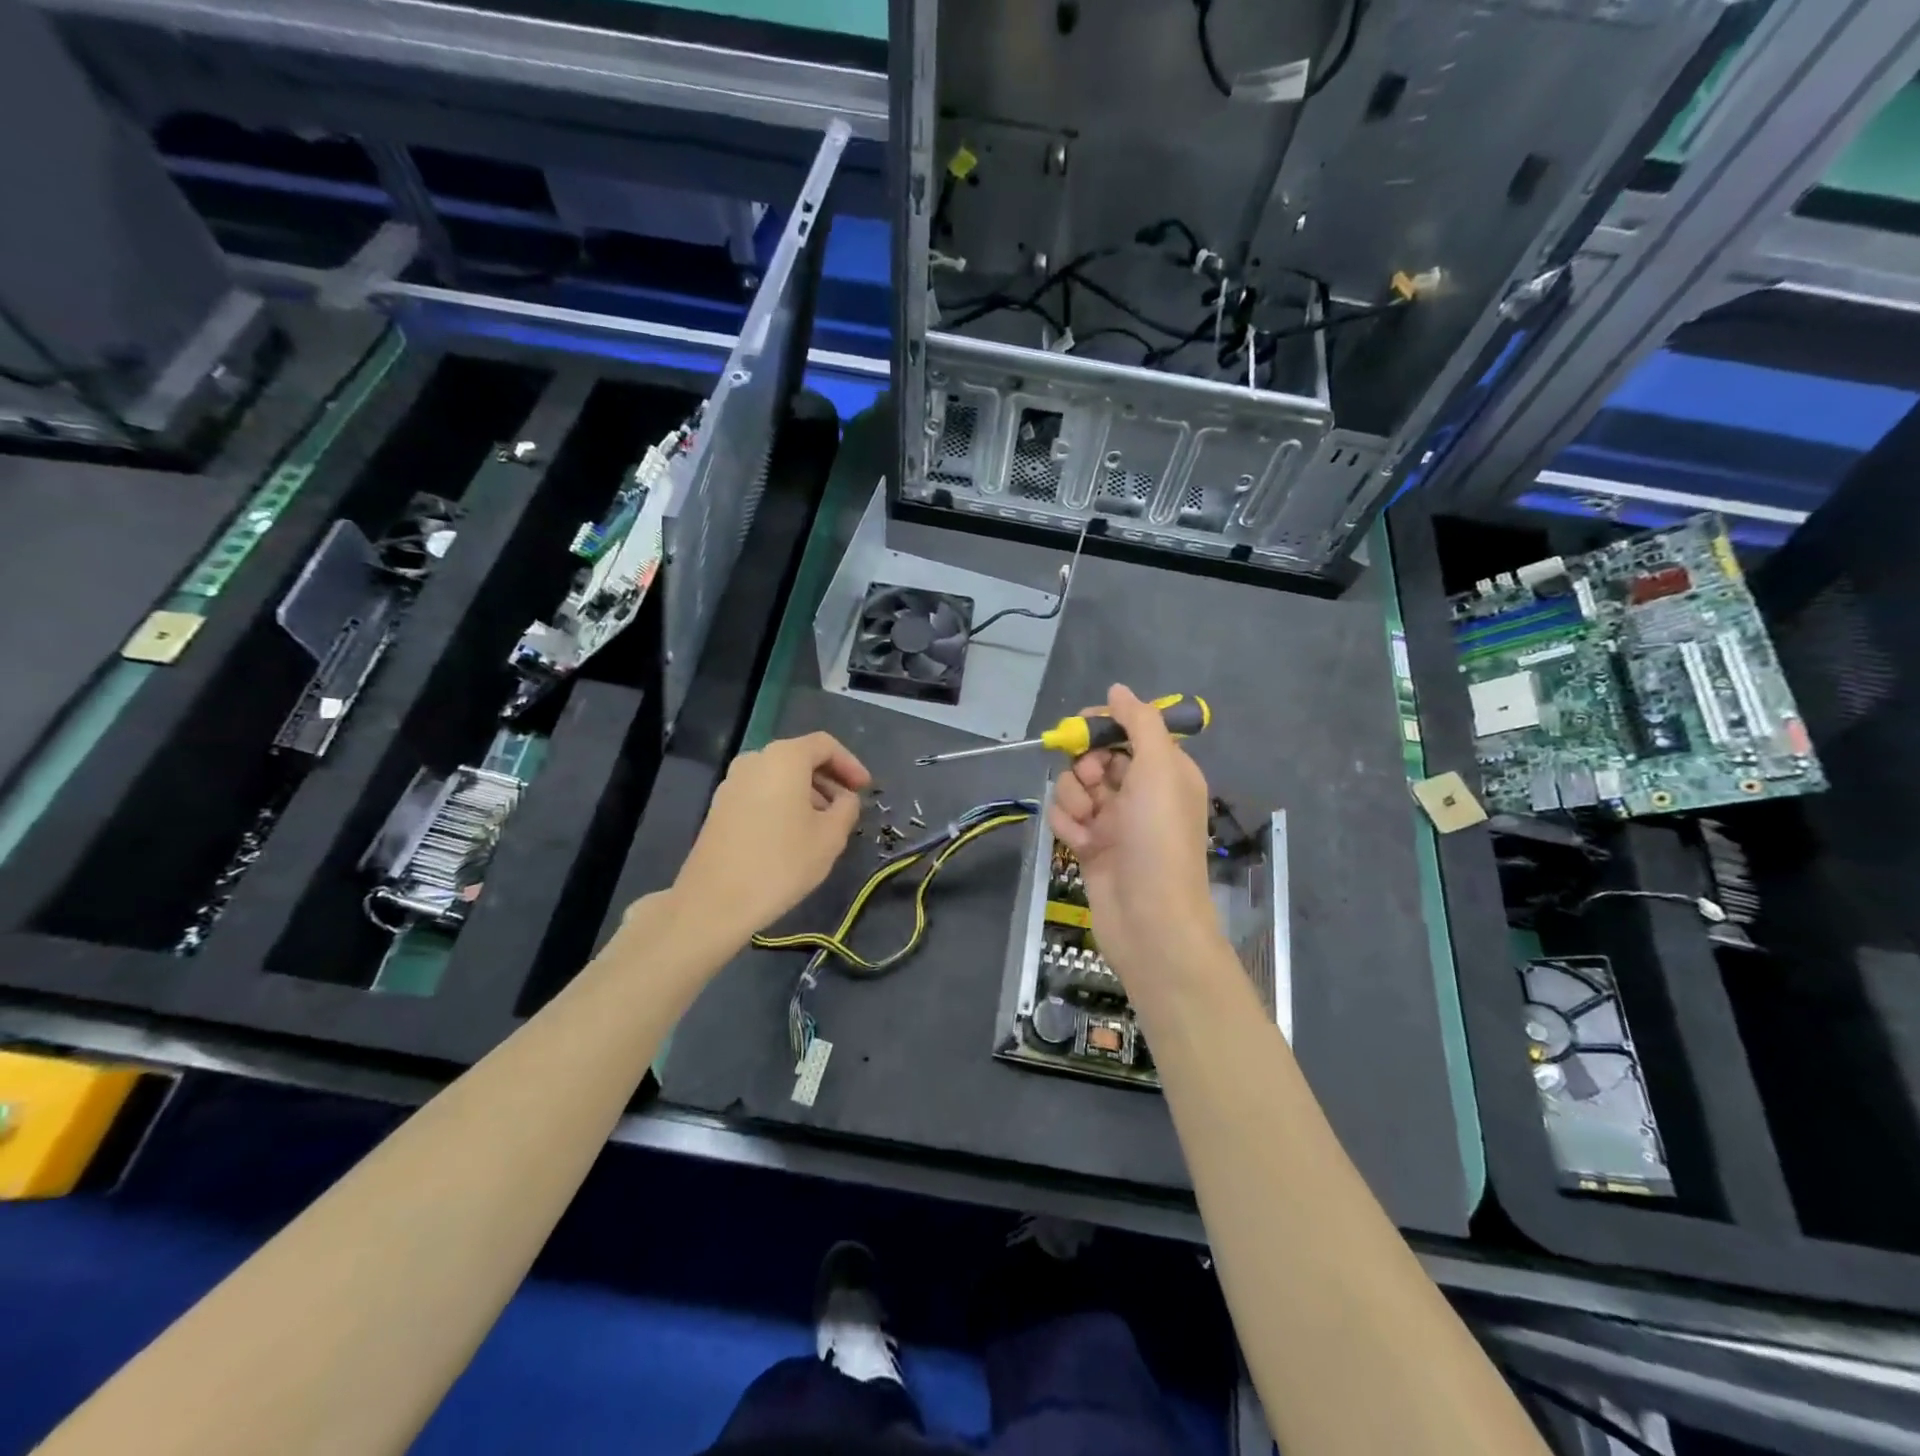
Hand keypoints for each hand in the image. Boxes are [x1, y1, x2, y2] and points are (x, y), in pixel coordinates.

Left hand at [675, 732, 870, 937]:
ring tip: (824, 825)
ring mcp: (732, 782)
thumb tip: (845, 798)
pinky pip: (761, 792)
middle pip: (800, 758)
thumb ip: (847, 808)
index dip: (850, 764)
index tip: (865, 789)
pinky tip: (794, 834)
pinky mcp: (720, 806)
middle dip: (828, 780)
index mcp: (784, 758)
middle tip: (847, 807)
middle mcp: (755, 760)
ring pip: (779, 777)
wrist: (715, 901)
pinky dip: (784, 803)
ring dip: (807, 793)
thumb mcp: (830, 837)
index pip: (825, 745)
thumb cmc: (781, 863)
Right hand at [1047, 684, 1218, 993]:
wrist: (1150, 919)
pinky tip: (1081, 845)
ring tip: (1088, 823)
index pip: (1129, 731)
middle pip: (1095, 757)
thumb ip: (1139, 723)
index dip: (1103, 726)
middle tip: (1093, 782)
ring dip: (1073, 799)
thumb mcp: (1159, 770)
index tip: (1081, 728)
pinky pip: (1066, 819)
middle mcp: (1140, 792)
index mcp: (1165, 771)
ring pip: (1075, 787)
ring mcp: (1114, 821)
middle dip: (1085, 766)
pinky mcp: (1091, 846)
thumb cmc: (1159, 839)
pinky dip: (1068, 827)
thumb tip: (1118, 690)